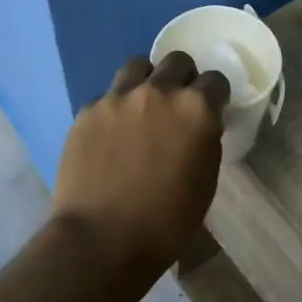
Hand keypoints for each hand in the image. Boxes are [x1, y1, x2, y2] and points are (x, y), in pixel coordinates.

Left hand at [52, 52, 229, 278]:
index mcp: (195, 109)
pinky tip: (111, 136)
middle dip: (183, 77)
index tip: (212, 109)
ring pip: (137, 66)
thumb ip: (205, 140)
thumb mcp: (205, 181)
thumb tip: (198, 127)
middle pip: (177, 61)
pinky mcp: (86, 111)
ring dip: (146, 81)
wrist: (103, 239)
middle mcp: (157, 92)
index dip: (216, 95)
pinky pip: (106, 97)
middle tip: (178, 104)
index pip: (215, 80)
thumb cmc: (167, 221)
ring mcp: (117, 98)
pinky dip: (114, 109)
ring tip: (142, 108)